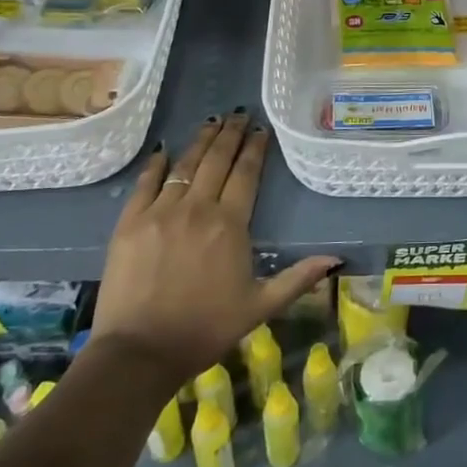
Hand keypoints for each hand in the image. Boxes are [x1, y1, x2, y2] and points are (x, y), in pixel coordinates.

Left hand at [92, 112, 337, 389]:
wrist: (139, 353)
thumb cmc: (205, 329)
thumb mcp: (260, 306)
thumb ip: (298, 278)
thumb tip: (336, 259)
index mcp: (230, 224)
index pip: (246, 174)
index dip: (255, 148)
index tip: (261, 130)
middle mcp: (197, 208)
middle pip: (216, 161)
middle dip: (230, 134)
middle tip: (238, 114)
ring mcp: (160, 213)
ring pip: (184, 165)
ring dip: (200, 141)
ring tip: (211, 122)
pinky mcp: (130, 224)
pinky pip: (145, 184)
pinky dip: (156, 165)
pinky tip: (164, 150)